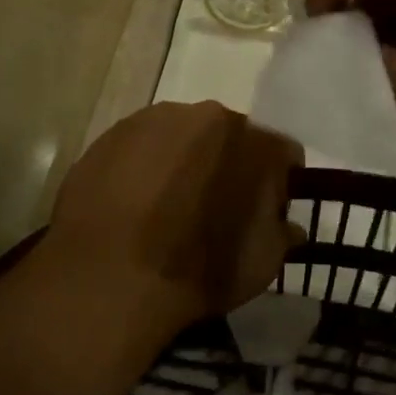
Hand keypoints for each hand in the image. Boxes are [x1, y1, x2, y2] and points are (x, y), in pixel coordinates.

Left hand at [48, 102, 304, 328]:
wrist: (108, 279)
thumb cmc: (199, 270)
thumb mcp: (262, 264)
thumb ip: (282, 234)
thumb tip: (287, 225)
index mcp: (255, 140)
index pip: (283, 153)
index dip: (278, 184)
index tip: (266, 212)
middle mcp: (209, 115)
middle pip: (230, 136)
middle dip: (229, 165)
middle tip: (215, 207)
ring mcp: (155, 120)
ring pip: (182, 136)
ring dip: (184, 162)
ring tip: (167, 207)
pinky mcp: (111, 134)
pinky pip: (141, 147)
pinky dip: (143, 168)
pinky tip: (133, 205)